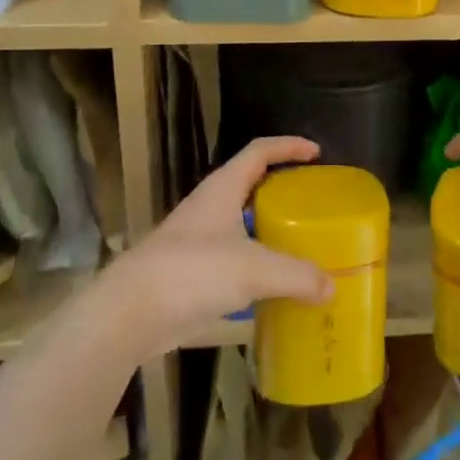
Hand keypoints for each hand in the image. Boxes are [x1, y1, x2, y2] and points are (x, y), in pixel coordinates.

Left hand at [105, 136, 331, 354]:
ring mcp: (195, 240)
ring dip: (267, 231)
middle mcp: (208, 207)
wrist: (128, 313)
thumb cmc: (193, 272)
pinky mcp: (188, 272)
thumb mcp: (254, 270)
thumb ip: (297, 276)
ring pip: (240, 224)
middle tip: (312, 203)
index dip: (288, 146)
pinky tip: (270, 287)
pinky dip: (254, 266)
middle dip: (281, 190)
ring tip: (298, 245)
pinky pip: (231, 258)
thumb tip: (331, 286)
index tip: (317, 152)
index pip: (259, 151)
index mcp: (222, 189)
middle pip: (250, 185)